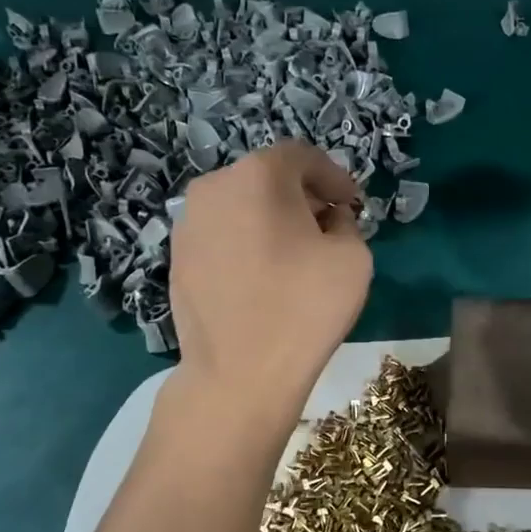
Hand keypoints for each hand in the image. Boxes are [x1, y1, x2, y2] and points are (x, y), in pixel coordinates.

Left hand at [170, 141, 371, 412]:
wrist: (238, 374)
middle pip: (267, 178)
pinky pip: (222, 236)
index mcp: (258, 175)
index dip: (334, 177)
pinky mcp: (176, 259)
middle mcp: (214, 187)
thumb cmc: (303, 308)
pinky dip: (246, 242)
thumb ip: (347, 224)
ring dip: (272, 219)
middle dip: (302, 196)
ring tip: (296, 254)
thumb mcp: (353, 258)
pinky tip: (264, 277)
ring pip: (241, 206)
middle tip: (330, 225)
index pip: (302, 157)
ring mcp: (188, 224)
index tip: (353, 204)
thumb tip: (329, 220)